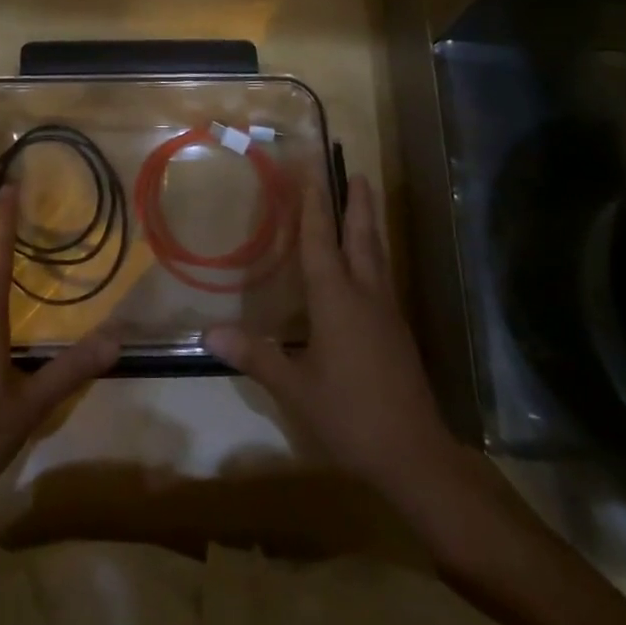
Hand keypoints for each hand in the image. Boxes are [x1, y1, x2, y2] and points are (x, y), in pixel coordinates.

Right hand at [204, 176, 454, 499]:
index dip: (314, 203)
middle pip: (361, 237)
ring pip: (377, 255)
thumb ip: (255, 356)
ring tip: (364, 202)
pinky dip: (372, 254)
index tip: (312, 169)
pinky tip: (366, 265)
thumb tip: (210, 332)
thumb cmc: (350, 415)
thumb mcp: (295, 388)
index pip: (320, 240)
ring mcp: (386, 313)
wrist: (415, 455)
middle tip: (355, 171)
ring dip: (369, 224)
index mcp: (337, 300)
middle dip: (357, 203)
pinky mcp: (397, 332)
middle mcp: (365, 295)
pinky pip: (382, 277)